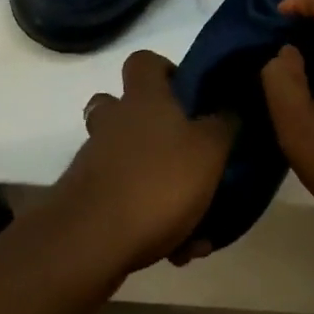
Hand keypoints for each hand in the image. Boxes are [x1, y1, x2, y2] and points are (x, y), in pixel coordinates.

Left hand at [51, 50, 234, 275]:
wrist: (90, 243)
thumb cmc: (157, 181)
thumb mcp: (209, 150)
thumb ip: (223, 124)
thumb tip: (228, 106)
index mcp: (143, 99)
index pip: (143, 61)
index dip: (164, 70)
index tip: (186, 93)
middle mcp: (114, 122)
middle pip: (121, 108)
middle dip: (150, 128)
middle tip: (181, 151)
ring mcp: (94, 161)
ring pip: (125, 161)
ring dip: (156, 184)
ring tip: (194, 223)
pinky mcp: (85, 201)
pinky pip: (123, 203)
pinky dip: (147, 221)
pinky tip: (175, 252)